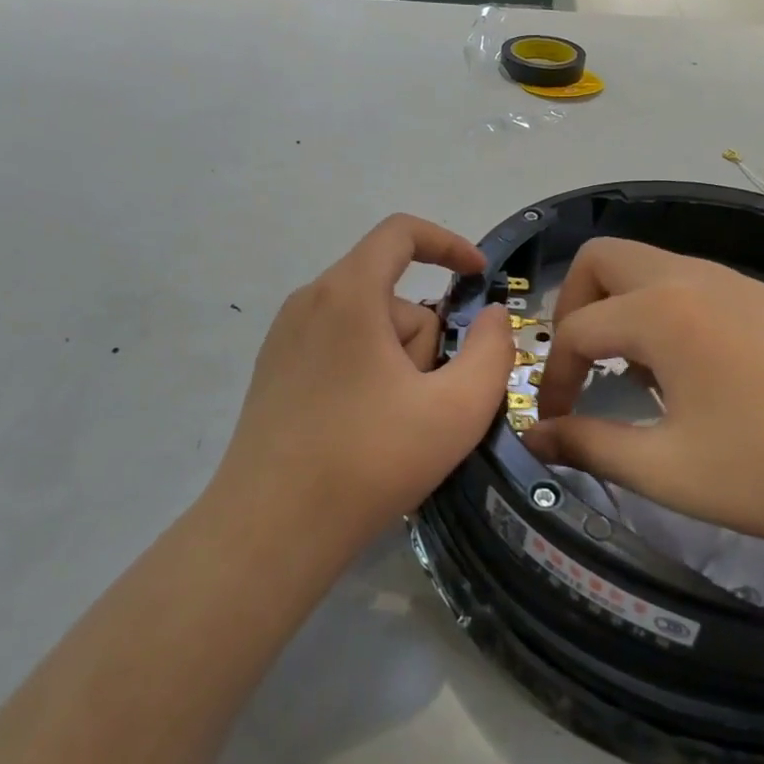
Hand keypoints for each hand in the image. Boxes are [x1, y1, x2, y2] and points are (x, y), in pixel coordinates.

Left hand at [212, 214, 514, 562]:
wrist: (271, 530)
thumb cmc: (370, 460)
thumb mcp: (456, 409)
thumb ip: (492, 351)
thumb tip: (492, 316)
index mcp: (348, 293)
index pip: (400, 232)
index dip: (448, 244)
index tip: (479, 276)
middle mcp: (309, 301)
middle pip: (391, 295)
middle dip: (424, 341)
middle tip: (426, 403)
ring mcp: (285, 338)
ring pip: (367, 327)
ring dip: (397, 364)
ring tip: (393, 426)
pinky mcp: (274, 372)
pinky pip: (339, 350)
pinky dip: (367, 375)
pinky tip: (364, 431)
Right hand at [524, 238, 763, 565]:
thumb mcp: (669, 470)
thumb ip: (590, 446)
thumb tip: (537, 438)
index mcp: (661, 310)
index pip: (576, 329)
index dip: (554, 377)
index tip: (554, 423)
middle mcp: (692, 276)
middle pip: (603, 259)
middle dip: (574, 306)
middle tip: (582, 366)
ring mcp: (736, 282)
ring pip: (649, 265)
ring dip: (621, 307)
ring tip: (635, 377)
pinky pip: (690, 283)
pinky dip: (663, 311)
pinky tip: (690, 373)